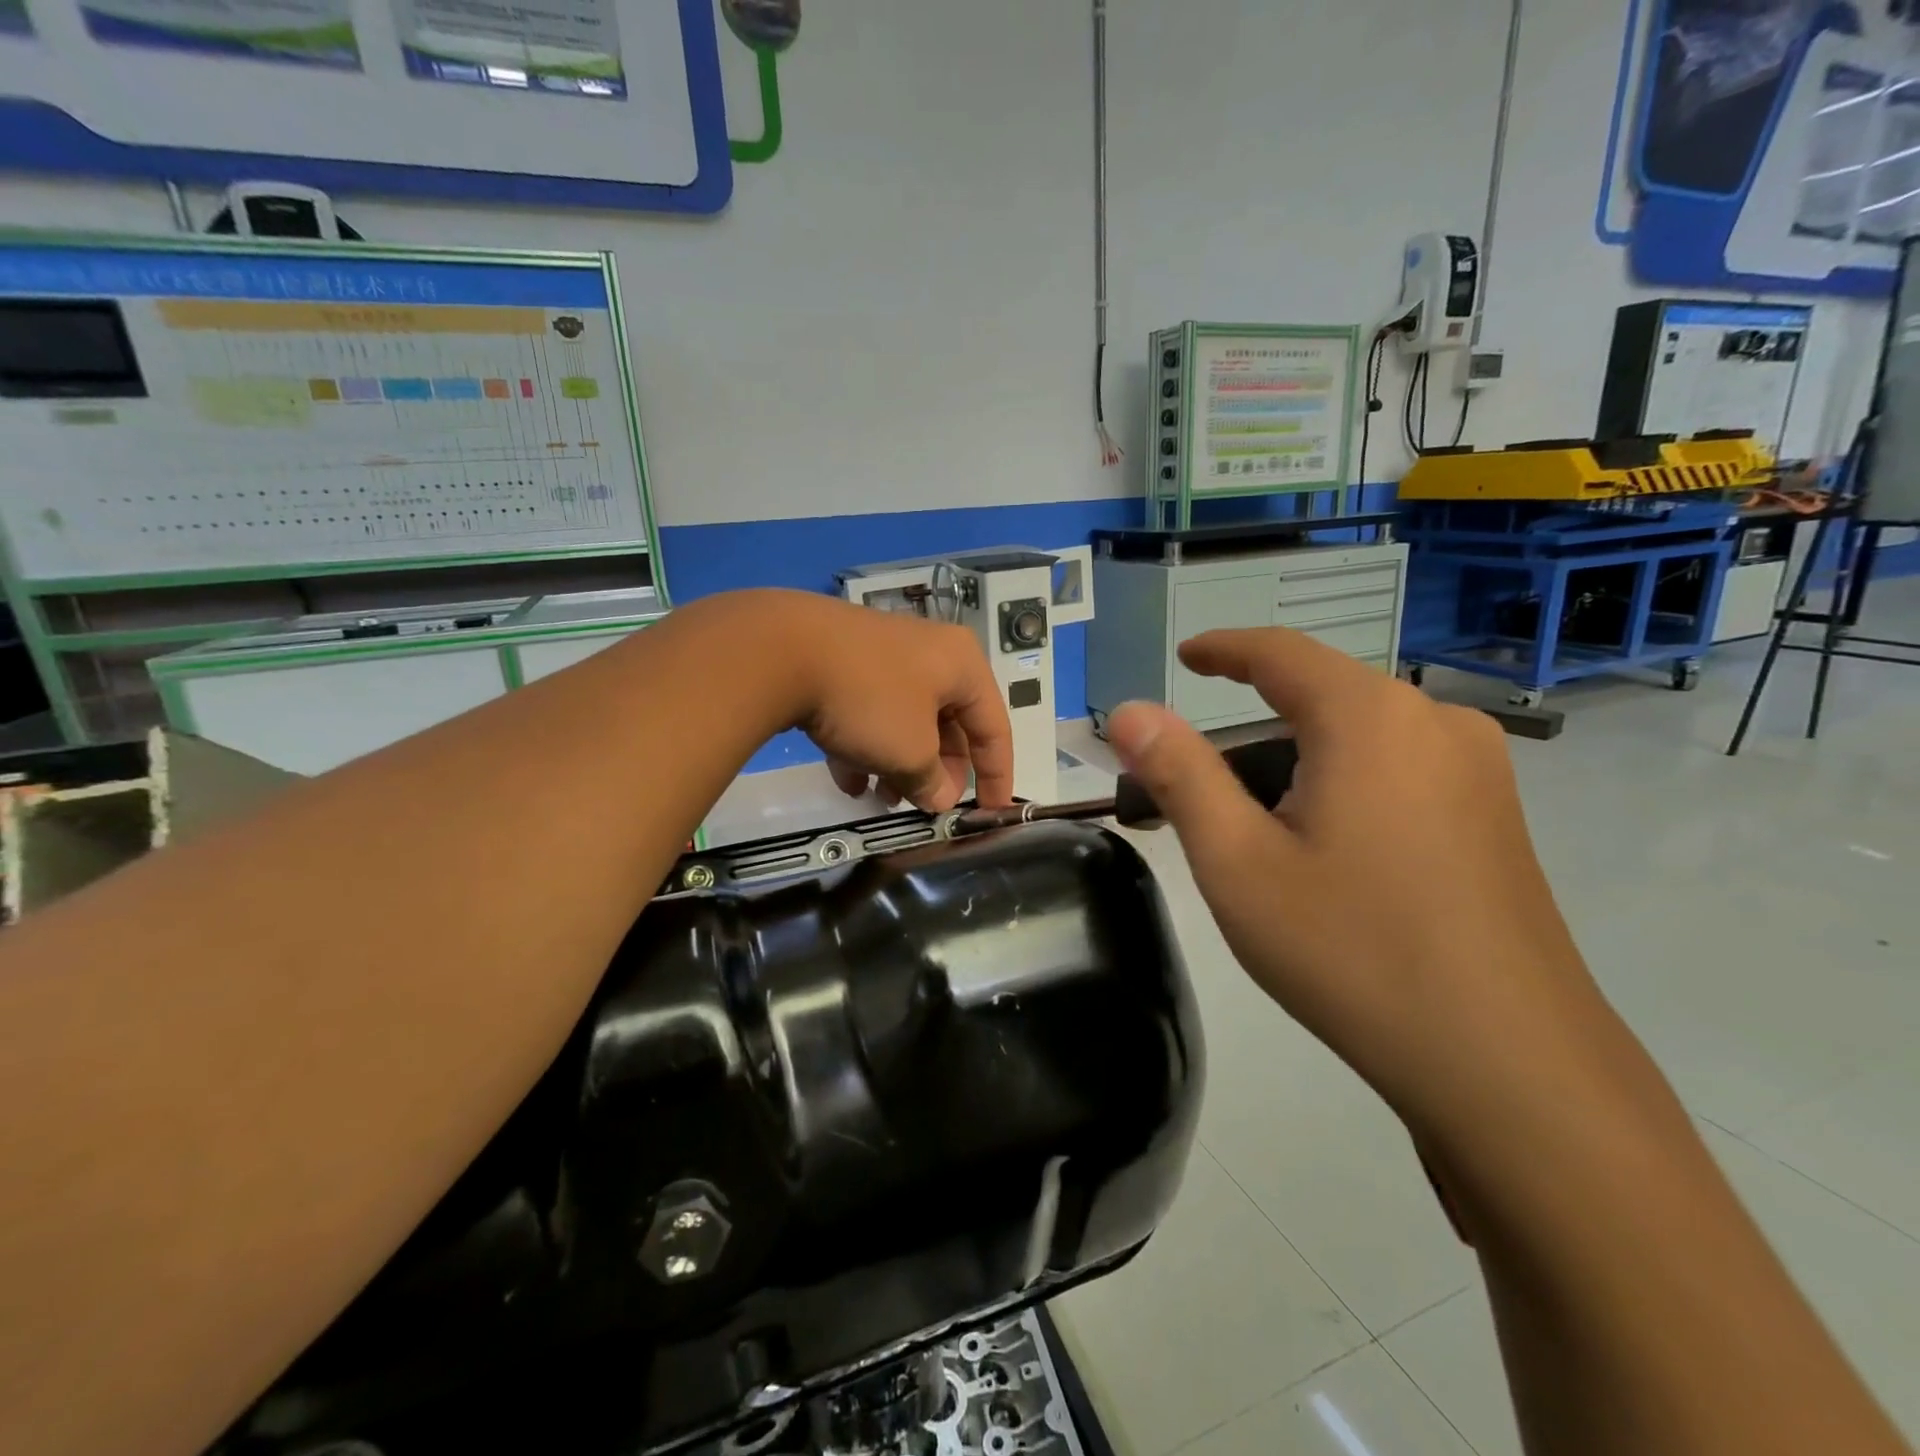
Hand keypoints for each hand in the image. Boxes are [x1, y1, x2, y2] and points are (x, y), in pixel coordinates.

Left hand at [742, 592, 1015, 813]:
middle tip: (926, 807)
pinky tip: (848, 780)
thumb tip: (939, 798)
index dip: (997, 776)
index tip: (993, 813)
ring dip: (900, 765)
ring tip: (884, 801)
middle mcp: (929, 654)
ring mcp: (883, 655)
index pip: (994, 727)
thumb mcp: (910, 753)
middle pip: (949, 724)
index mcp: (962, 665)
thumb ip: (932, 781)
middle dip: (938, 772)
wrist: (781, 650)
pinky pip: (870, 711)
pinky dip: (866, 746)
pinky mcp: (845, 662)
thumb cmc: (870, 700)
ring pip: (905, 721)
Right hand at [1104, 630, 1625, 1142]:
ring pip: (1360, 738)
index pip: (1280, 652)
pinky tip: (1327, 854)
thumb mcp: (1238, 862)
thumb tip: (1128, 711)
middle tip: (1197, 791)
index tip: (1185, 656)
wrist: (1511, 1066)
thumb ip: (1178, 774)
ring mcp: (1479, 771)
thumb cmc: (1353, 951)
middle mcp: (1434, 723)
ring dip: (1296, 765)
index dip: (1224, 648)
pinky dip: (1343, 787)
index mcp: (1369, 718)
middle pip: (1319, 699)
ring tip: (1256, 836)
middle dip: (1251, 732)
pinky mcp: (1497, 817)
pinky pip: (1399, 771)